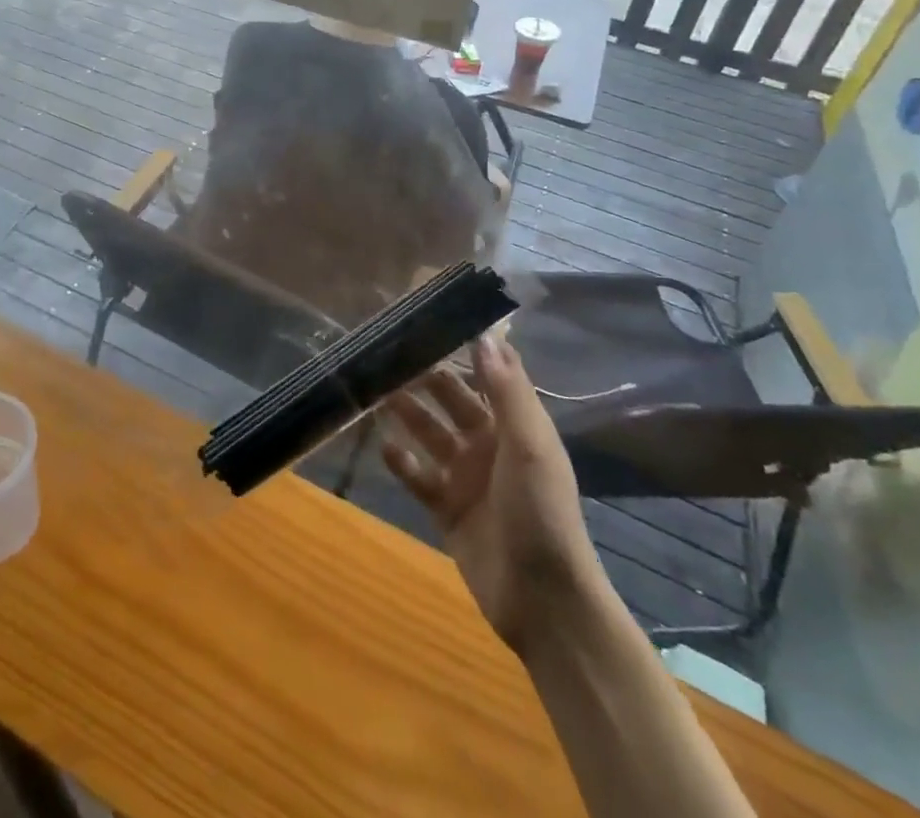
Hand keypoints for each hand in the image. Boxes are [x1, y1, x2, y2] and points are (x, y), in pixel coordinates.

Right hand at [382, 333, 601, 653]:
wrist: (543, 600)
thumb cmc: (540, 511)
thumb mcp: (529, 444)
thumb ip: (506, 390)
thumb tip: (484, 334)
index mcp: (514, 425)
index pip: (487, 375)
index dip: (463, 348)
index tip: (431, 320)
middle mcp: (487, 444)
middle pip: (450, 400)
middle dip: (424, 378)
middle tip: (387, 353)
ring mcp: (465, 477)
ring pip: (428, 433)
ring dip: (407, 414)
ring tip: (376, 392)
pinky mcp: (445, 509)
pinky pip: (417, 476)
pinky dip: (401, 462)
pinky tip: (384, 447)